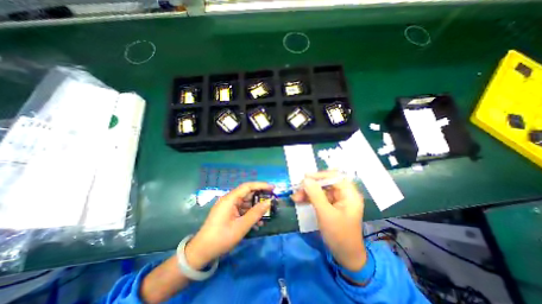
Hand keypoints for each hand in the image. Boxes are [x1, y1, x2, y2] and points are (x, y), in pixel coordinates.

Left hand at [186, 182, 275, 269]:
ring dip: (255, 208)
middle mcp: (229, 199)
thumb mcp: (241, 226)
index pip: (248, 186)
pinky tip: (257, 223)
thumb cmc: (222, 238)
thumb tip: (268, 202)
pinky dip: (249, 214)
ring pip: (245, 203)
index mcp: (230, 199)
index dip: (261, 185)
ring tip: (266, 215)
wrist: (201, 252)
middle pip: (247, 194)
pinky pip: (241, 210)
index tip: (273, 188)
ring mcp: (228, 206)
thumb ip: (256, 213)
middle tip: (271, 201)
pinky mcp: (228, 213)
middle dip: (260, 198)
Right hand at [290, 171, 365, 269]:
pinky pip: (319, 197)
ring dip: (307, 192)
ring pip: (320, 190)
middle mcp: (344, 194)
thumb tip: (305, 179)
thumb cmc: (339, 235)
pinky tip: (299, 200)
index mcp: (349, 194)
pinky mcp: (331, 206)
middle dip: (310, 186)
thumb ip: (315, 195)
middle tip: (297, 190)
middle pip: (326, 183)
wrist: (345, 256)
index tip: (305, 178)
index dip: (319, 175)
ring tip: (295, 197)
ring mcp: (337, 200)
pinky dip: (309, 198)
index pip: (334, 177)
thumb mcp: (325, 213)